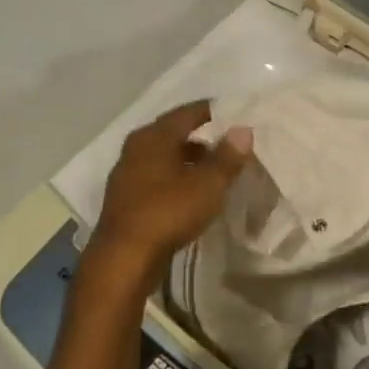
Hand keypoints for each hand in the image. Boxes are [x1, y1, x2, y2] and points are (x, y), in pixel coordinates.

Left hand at [91, 102, 251, 277]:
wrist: (125, 257)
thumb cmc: (168, 212)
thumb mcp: (207, 184)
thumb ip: (227, 157)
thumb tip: (243, 130)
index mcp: (153, 137)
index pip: (186, 113)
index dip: (210, 111)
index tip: (232, 113)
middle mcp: (135, 149)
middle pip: (172, 134)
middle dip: (200, 137)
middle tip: (227, 143)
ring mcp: (127, 175)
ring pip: (164, 158)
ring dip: (188, 160)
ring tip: (214, 170)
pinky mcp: (126, 200)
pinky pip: (157, 179)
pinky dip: (176, 179)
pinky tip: (192, 193)